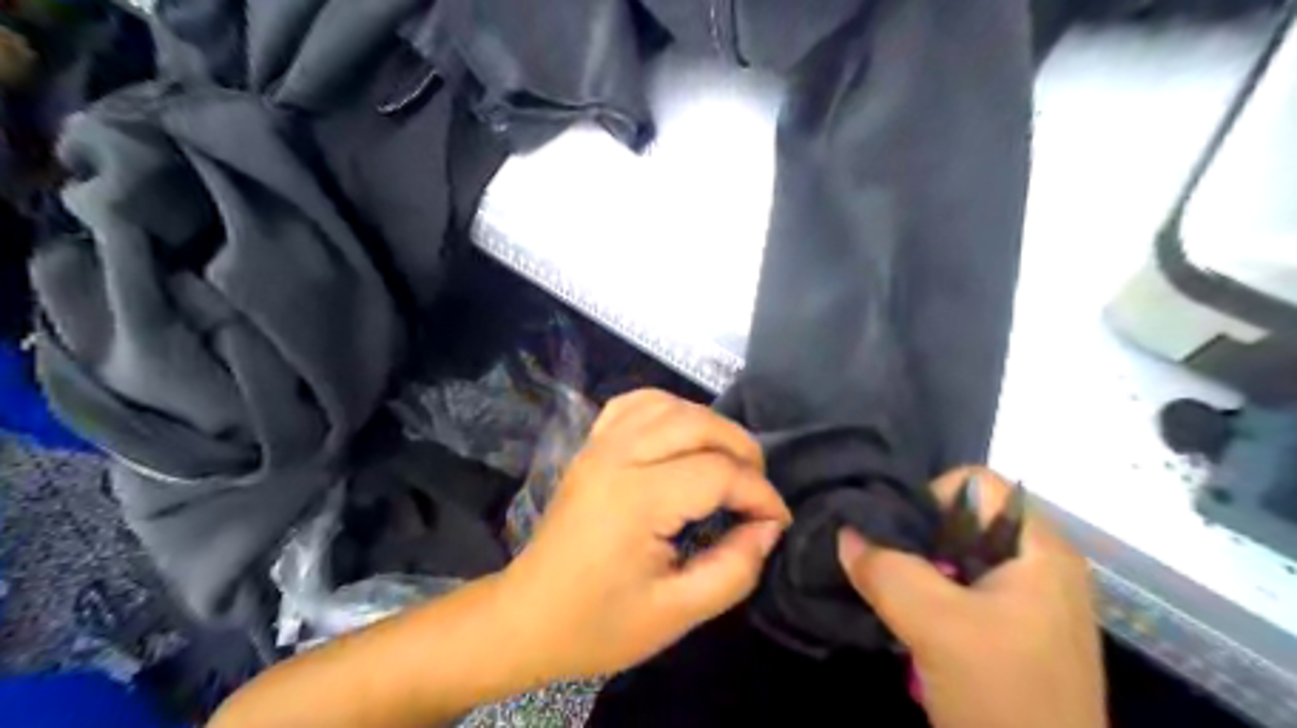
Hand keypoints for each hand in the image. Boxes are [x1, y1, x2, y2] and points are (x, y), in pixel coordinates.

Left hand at [501, 389, 796, 678]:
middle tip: (759, 490)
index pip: (719, 474)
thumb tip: (768, 528)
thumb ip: (734, 570)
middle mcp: (618, 457)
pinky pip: (634, 405)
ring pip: (669, 405)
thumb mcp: (676, 615)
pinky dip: (668, 409)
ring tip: (729, 462)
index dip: (761, 495)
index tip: (777, 523)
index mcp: (638, 500)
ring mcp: (600, 446)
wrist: (526, 618)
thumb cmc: (598, 625)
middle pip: (699, 424)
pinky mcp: (590, 446)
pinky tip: (681, 435)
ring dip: (710, 426)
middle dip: (743, 450)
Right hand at [841, 469, 1101, 725]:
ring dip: (917, 566)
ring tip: (888, 589)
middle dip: (916, 534)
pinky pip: (960, 587)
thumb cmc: (1004, 698)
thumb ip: (886, 570)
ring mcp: (1027, 599)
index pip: (975, 483)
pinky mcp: (1011, 629)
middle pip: (964, 518)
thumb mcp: (937, 626)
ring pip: (957, 555)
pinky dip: (928, 592)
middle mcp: (1038, 563)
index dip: (929, 497)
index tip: (897, 537)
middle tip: (883, 562)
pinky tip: (906, 615)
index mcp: (1040, 549)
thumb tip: (844, 533)